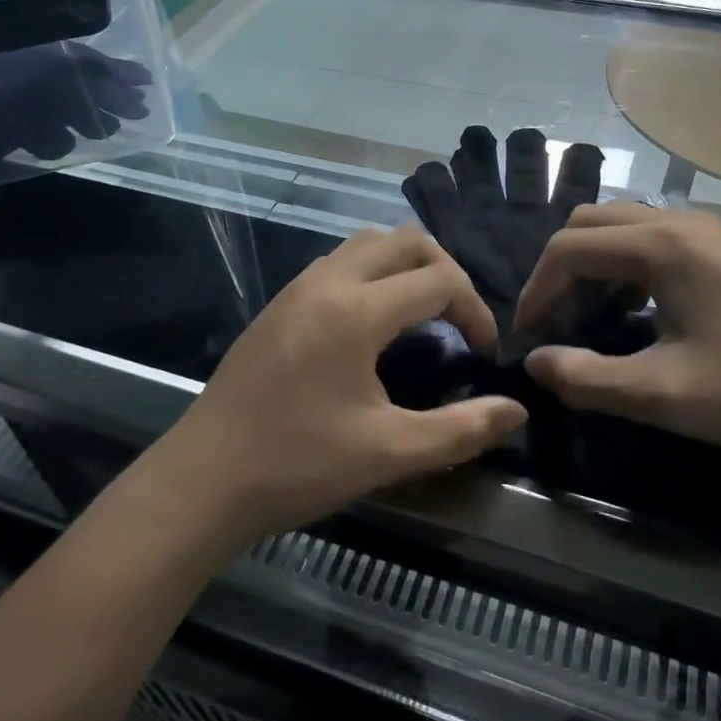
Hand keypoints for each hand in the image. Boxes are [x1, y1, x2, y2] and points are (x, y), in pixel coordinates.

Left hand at [143, 227, 528, 544]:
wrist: (202, 480)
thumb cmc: (298, 465)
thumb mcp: (389, 453)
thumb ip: (461, 429)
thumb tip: (519, 412)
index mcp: (357, 310)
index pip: (439, 280)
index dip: (476, 310)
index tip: (484, 352)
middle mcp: (328, 281)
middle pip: (406, 240)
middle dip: (445, 270)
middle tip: (460, 319)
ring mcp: (298, 287)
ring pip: (368, 243)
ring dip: (406, 265)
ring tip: (422, 313)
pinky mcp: (279, 303)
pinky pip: (339, 262)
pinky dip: (372, 273)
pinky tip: (373, 324)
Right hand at [516, 204, 720, 459]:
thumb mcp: (663, 395)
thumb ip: (587, 379)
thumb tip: (534, 363)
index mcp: (662, 245)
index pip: (569, 249)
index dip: (536, 290)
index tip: (528, 337)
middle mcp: (680, 222)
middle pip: (591, 223)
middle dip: (561, 269)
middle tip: (556, 321)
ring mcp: (708, 230)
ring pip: (622, 224)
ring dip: (593, 263)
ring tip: (590, 316)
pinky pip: (654, 236)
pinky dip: (626, 262)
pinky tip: (638, 307)